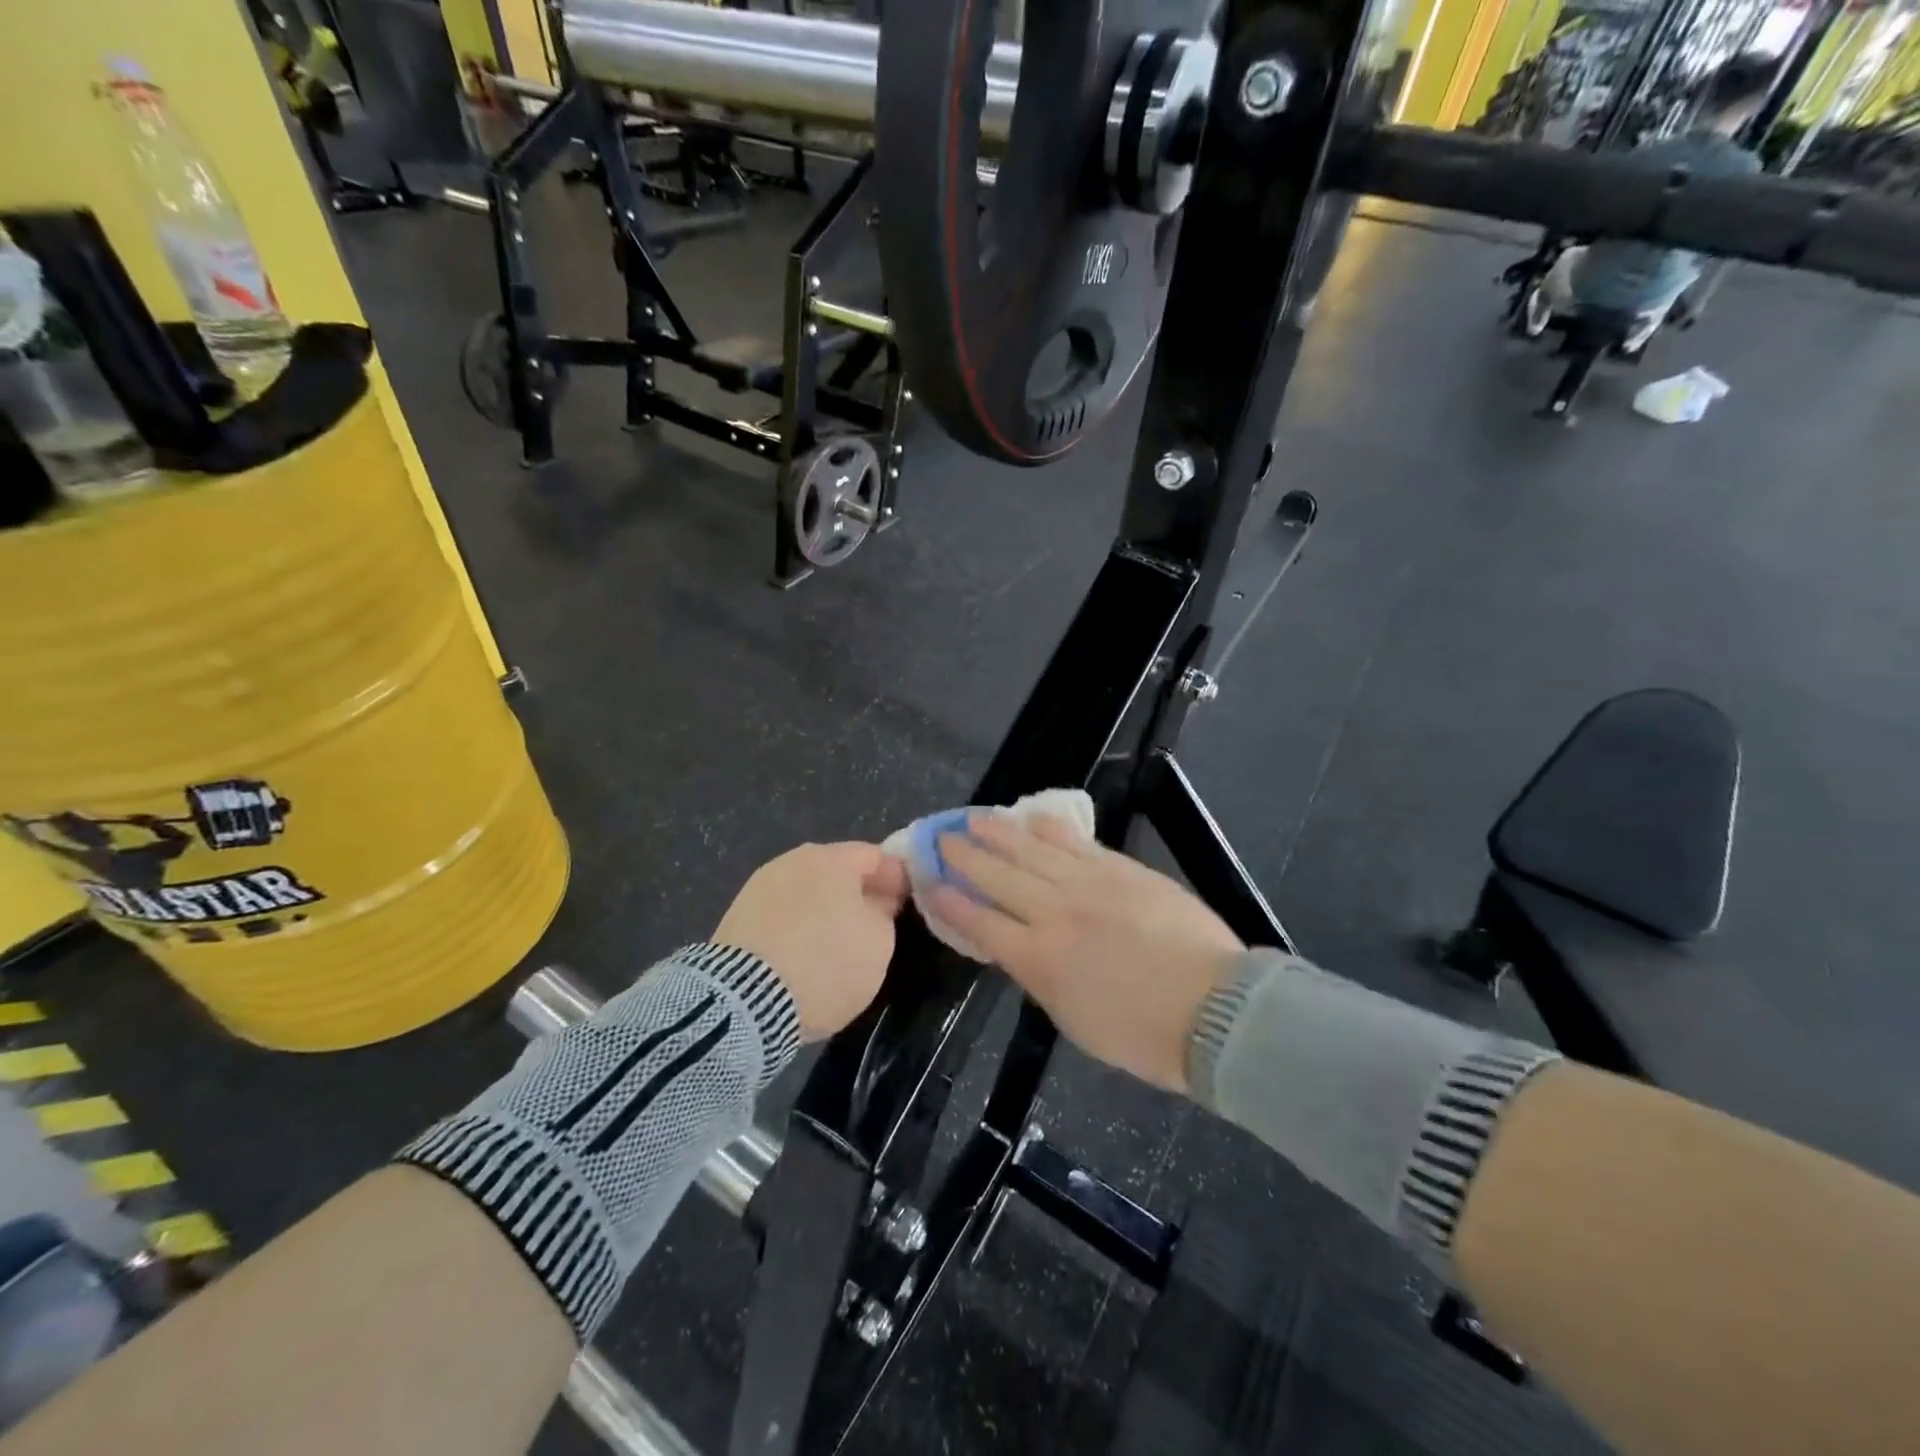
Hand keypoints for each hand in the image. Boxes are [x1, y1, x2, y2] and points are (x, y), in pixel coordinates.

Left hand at [713, 842, 908, 1040]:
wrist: (746, 1001)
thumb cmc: (826, 963)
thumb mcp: (879, 943)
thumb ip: (883, 913)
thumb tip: (875, 902)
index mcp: (833, 857)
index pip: (877, 856)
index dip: (897, 879)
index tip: (906, 905)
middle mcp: (794, 859)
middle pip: (837, 870)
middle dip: (858, 892)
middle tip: (875, 924)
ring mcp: (760, 885)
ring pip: (806, 891)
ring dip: (824, 908)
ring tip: (836, 942)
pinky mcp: (736, 915)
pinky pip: (781, 913)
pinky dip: (797, 926)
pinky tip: (802, 953)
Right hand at [931, 814, 1244, 1091]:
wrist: (1213, 1008)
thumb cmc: (1141, 1033)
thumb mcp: (1074, 1020)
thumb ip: (1041, 978)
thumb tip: (1022, 950)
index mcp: (1038, 959)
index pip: (982, 923)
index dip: (953, 902)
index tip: (932, 882)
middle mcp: (1054, 913)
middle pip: (999, 878)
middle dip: (967, 858)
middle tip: (945, 838)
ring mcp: (1089, 884)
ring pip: (1032, 851)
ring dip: (1000, 834)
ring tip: (976, 819)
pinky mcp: (1121, 869)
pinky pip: (1077, 842)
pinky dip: (1051, 828)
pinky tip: (1033, 817)